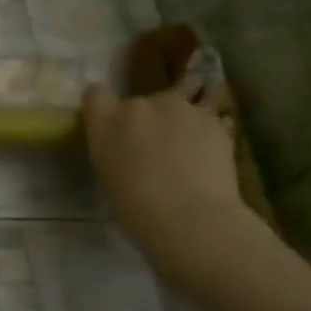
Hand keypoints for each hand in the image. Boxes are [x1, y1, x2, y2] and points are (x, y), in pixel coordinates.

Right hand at [81, 73, 257, 286]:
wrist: (187, 217)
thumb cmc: (136, 208)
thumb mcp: (109, 176)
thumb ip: (115, 150)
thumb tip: (129, 148)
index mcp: (105, 123)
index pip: (96, 94)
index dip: (105, 104)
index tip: (113, 120)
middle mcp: (140, 105)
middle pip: (144, 99)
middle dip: (151, 115)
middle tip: (158, 143)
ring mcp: (180, 107)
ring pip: (186, 93)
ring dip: (187, 110)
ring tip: (193, 133)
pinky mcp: (213, 119)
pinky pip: (213, 115)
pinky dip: (212, 127)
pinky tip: (214, 149)